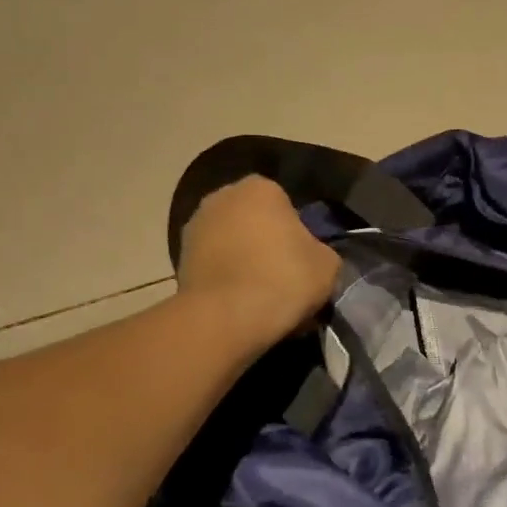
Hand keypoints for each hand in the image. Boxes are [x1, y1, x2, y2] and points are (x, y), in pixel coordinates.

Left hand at [176, 176, 341, 347]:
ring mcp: (195, 226)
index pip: (287, 206)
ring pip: (232, 243)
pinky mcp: (178, 259)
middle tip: (283, 278)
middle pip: (255, 221)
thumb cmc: (283, 279)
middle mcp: (222, 196)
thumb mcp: (328, 265)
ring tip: (260, 296)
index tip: (303, 261)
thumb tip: (312, 256)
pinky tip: (238, 305)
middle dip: (267, 243)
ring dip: (244, 261)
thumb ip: (321, 251)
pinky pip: (214, 265)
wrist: (225, 319)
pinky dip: (225, 279)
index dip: (298, 234)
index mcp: (261, 187)